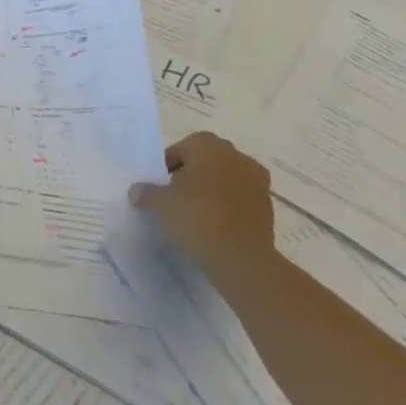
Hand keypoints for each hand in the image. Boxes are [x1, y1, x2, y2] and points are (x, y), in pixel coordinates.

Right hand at [130, 132, 275, 273]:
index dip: (169, 162)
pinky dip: (229, 205)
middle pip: (209, 158)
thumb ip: (146, 192)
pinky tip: (215, 224)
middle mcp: (237, 157)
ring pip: (228, 177)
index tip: (161, 183)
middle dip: (193, 172)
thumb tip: (137, 191)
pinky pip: (241, 198)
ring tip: (197, 210)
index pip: (183, 146)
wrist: (241, 258)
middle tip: (177, 193)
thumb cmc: (196, 217)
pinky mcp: (268, 207)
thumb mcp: (159, 204)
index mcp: (209, 147)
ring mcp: (258, 182)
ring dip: (214, 188)